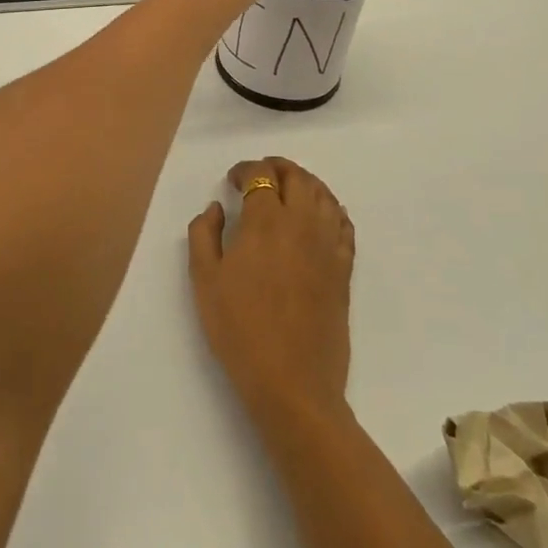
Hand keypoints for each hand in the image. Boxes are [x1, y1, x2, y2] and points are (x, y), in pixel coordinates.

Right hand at [188, 158, 354, 425]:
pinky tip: (319, 215)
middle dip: (277, 166)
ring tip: (288, 188)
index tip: (232, 180)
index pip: (260, 175)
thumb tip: (216, 208)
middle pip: (297, 177)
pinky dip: (331, 208)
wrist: (292, 381)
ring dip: (305, 182)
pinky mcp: (344, 269)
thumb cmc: (239, 329)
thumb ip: (204, 234)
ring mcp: (328, 245)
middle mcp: (302, 223)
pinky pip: (343, 224)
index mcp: (266, 221)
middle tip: (260, 174)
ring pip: (324, 195)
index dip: (245, 169)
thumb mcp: (204, 280)